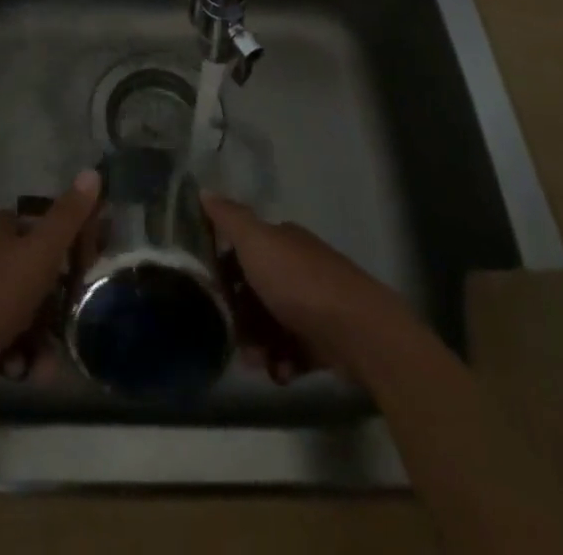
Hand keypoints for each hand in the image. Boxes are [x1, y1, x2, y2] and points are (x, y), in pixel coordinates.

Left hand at [0, 170, 100, 381]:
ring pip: (26, 310)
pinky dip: (20, 353)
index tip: (94, 267)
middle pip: (39, 271)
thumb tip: (92, 172)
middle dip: (60, 302)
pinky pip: (8, 337)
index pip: (48, 225)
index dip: (74, 243)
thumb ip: (68, 216)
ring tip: (48, 363)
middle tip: (78, 320)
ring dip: (42, 337)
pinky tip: (23, 370)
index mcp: (5, 228)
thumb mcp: (41, 251)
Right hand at [204, 193, 409, 380]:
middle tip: (232, 338)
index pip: (244, 250)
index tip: (209, 293)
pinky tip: (281, 372)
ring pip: (273, 324)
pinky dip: (284, 362)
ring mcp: (315, 304)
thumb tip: (203, 190)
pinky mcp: (327, 340)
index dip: (224, 270)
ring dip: (259, 345)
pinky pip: (295, 351)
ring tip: (257, 363)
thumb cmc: (299, 282)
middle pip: (257, 291)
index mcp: (283, 241)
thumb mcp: (256, 242)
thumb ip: (229, 218)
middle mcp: (298, 267)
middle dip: (240, 316)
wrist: (358, 330)